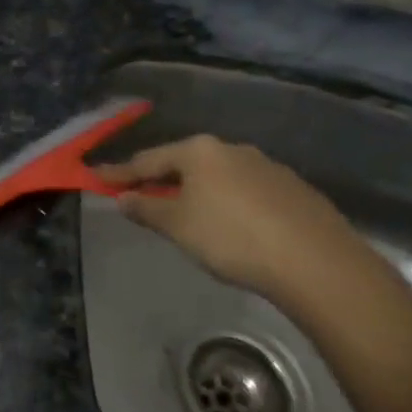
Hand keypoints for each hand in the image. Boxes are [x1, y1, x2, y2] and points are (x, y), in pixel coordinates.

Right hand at [95, 135, 380, 308]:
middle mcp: (231, 149)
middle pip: (184, 163)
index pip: (148, 160)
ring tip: (186, 212)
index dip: (119, 173)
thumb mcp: (177, 226)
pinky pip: (246, 191)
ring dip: (196, 190)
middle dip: (160, 179)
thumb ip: (146, 209)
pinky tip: (231, 224)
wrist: (316, 262)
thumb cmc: (232, 238)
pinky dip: (228, 202)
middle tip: (140, 194)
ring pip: (218, 176)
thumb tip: (123, 198)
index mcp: (199, 151)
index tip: (96, 177)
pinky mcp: (292, 189)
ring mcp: (266, 166)